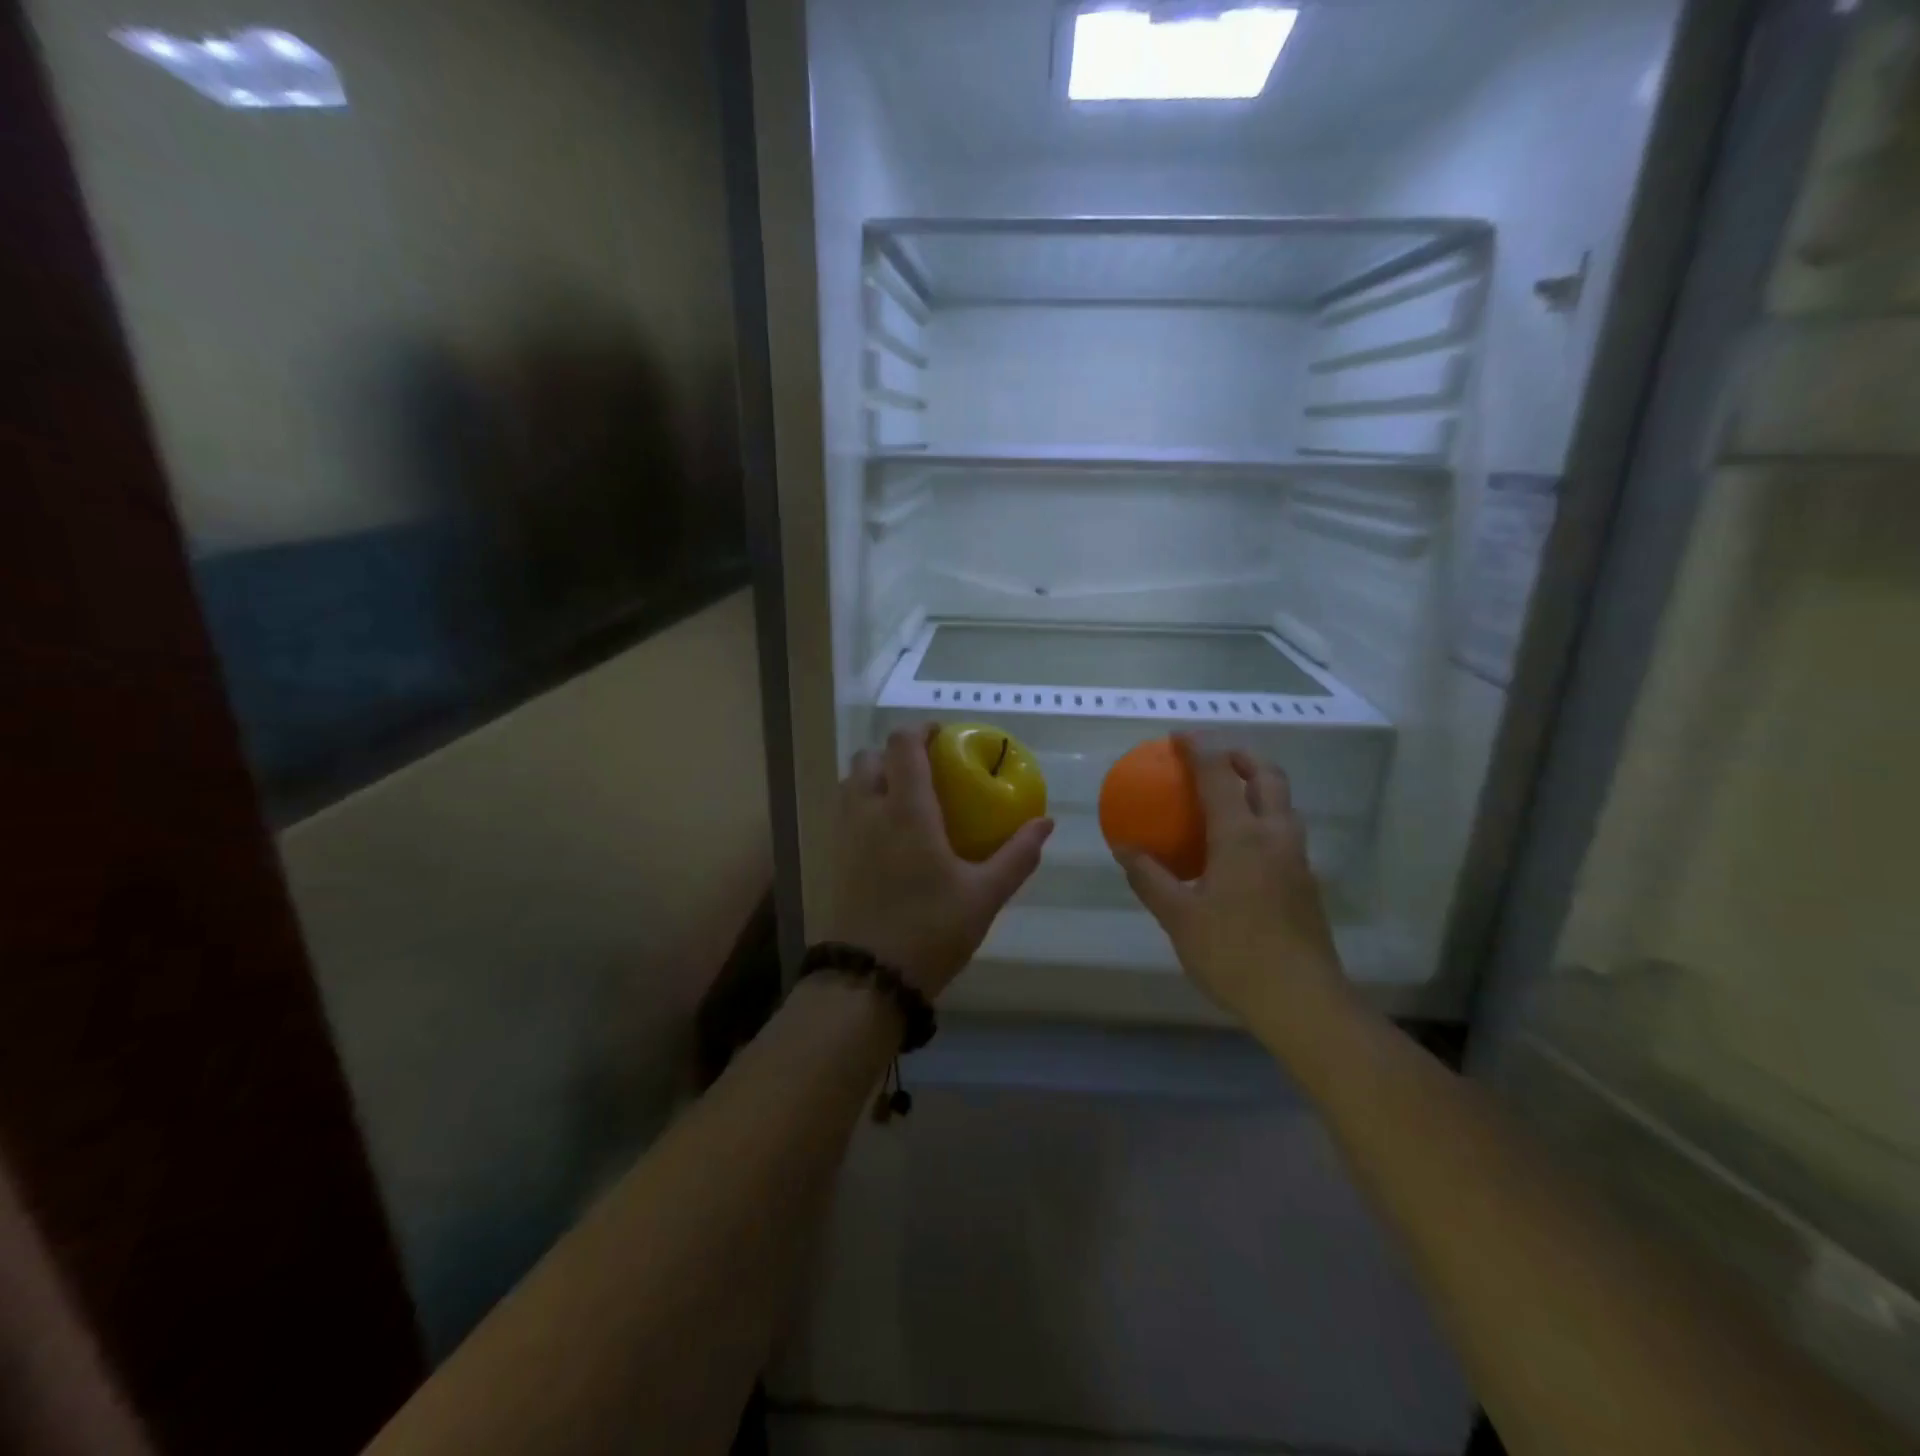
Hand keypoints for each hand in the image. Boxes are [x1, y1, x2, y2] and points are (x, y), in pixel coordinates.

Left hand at [824, 725, 1054, 998]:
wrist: (869, 979)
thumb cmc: (931, 930)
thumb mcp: (984, 895)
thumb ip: (1017, 855)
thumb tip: (1045, 823)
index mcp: (906, 810)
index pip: (902, 745)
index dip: (921, 729)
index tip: (943, 734)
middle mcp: (868, 811)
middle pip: (870, 757)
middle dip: (895, 753)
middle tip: (928, 769)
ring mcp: (845, 835)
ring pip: (852, 783)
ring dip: (876, 776)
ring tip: (907, 797)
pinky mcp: (834, 858)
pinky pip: (845, 811)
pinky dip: (864, 803)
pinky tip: (889, 834)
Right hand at [1113, 736, 1352, 1045]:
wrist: (1303, 1002)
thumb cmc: (1233, 954)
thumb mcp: (1179, 917)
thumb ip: (1150, 877)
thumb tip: (1125, 848)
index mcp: (1242, 837)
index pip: (1219, 776)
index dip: (1199, 750)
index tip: (1179, 736)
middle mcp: (1275, 837)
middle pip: (1268, 777)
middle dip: (1242, 756)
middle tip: (1215, 756)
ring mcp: (1297, 860)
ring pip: (1283, 804)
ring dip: (1259, 785)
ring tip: (1229, 795)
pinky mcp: (1306, 884)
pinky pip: (1284, 832)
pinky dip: (1263, 818)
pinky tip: (1241, 847)